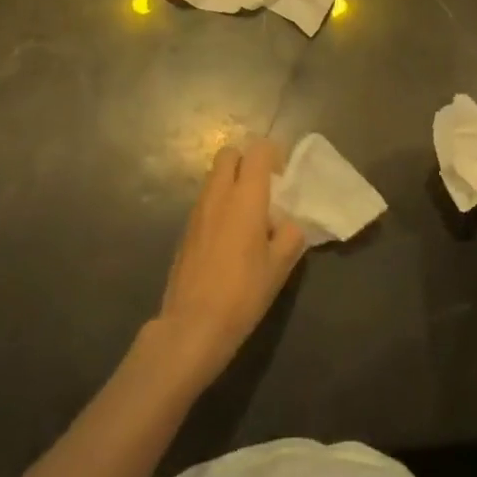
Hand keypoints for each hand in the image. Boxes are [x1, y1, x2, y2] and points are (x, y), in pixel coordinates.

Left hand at [154, 139, 306, 385]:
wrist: (193, 326)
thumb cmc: (243, 293)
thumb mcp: (280, 266)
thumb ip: (291, 234)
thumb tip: (290, 223)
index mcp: (246, 196)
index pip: (257, 150)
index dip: (272, 154)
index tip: (283, 176)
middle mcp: (218, 194)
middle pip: (228, 154)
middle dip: (246, 161)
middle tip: (263, 188)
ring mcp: (197, 211)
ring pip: (214, 177)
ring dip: (231, 183)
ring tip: (248, 216)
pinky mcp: (185, 230)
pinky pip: (205, 201)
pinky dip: (219, 205)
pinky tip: (229, 238)